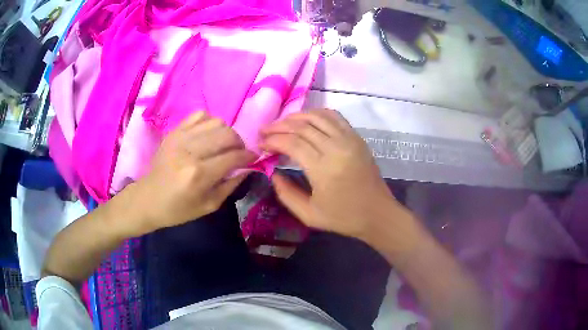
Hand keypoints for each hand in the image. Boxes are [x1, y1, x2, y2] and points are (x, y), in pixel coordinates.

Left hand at [127, 111, 255, 234]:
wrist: (148, 199)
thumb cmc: (179, 209)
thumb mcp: (209, 205)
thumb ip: (231, 185)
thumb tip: (248, 168)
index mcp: (199, 175)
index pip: (233, 156)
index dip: (249, 156)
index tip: (253, 158)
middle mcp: (190, 152)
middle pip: (227, 134)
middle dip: (240, 143)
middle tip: (238, 152)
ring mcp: (180, 138)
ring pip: (216, 122)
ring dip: (226, 132)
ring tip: (224, 144)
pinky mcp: (174, 132)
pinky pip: (200, 115)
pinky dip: (210, 122)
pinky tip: (209, 134)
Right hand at [261, 109, 402, 240]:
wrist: (377, 213)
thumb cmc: (343, 217)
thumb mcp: (308, 214)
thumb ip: (286, 194)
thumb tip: (272, 173)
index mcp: (323, 169)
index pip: (292, 143)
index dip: (273, 140)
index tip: (260, 143)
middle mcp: (336, 148)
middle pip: (302, 126)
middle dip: (279, 126)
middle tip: (264, 130)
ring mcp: (349, 139)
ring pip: (318, 116)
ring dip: (296, 116)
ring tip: (282, 123)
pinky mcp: (357, 138)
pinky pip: (335, 117)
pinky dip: (317, 114)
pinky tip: (306, 120)